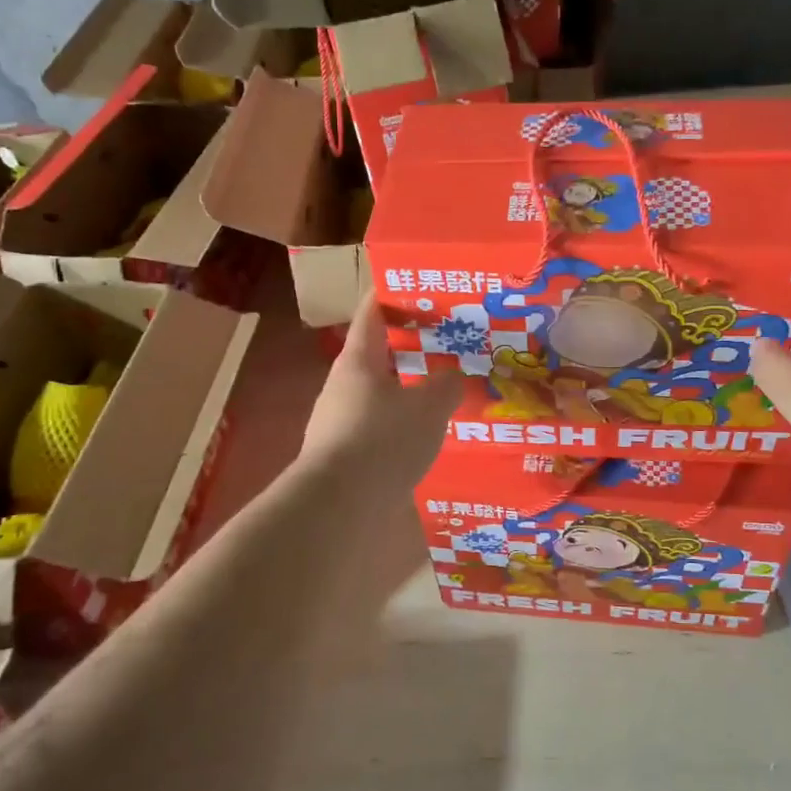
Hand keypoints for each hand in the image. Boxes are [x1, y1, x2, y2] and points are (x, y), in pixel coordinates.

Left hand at [302, 298, 459, 493]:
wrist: (338, 506)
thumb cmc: (383, 441)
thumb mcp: (428, 409)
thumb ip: (446, 386)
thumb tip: (452, 377)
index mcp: (359, 359)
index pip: (373, 311)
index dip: (393, 292)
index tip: (418, 284)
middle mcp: (343, 383)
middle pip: (378, 353)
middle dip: (411, 347)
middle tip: (449, 343)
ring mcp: (339, 419)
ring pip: (380, 391)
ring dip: (408, 387)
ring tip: (444, 390)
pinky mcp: (344, 452)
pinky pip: (378, 424)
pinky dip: (401, 421)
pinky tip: (426, 434)